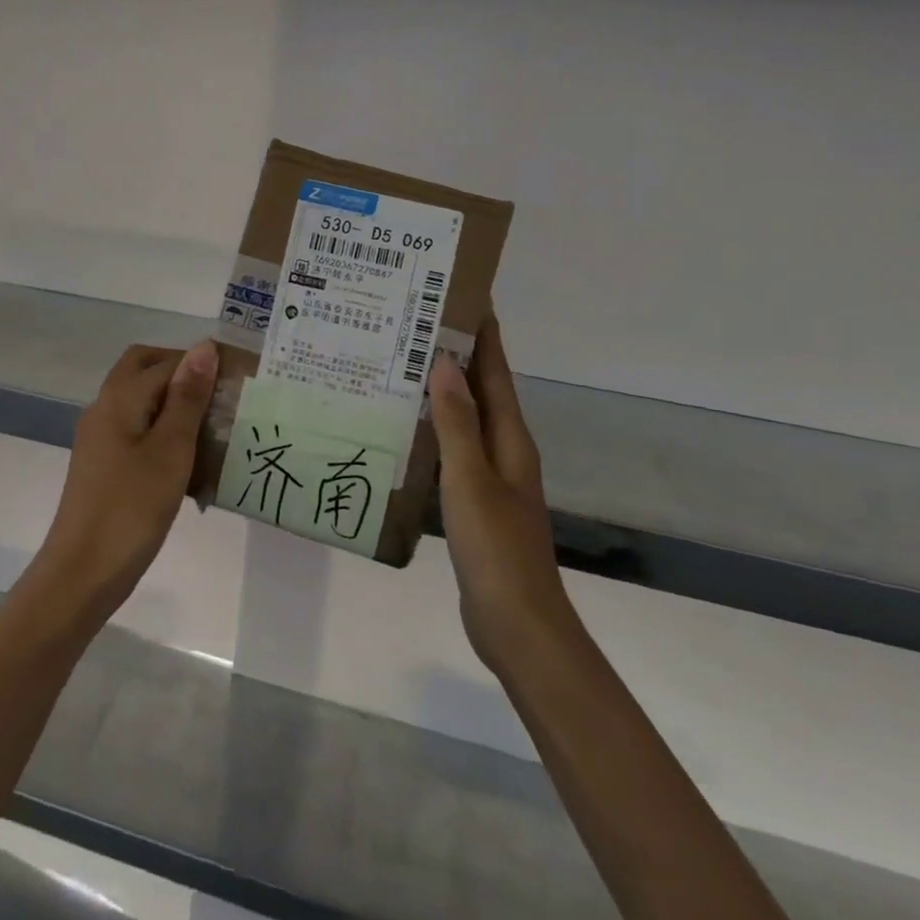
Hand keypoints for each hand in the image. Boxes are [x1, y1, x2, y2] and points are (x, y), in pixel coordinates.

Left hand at [37, 341, 217, 622]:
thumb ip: (188, 397)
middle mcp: (104, 409)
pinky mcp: (103, 463)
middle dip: (182, 374)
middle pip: (143, 370)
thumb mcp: (171, 450)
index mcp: (119, 399)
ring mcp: (100, 437)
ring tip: (214, 427)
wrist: (83, 572)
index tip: (239, 380)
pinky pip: (136, 429)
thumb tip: (204, 346)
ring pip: (140, 400)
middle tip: (220, 396)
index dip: (201, 363)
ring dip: (174, 403)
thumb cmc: (132, 508)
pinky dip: (163, 430)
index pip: (165, 361)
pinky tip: (189, 458)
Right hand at [428, 318, 574, 676]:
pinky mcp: (475, 503)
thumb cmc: (496, 548)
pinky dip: (433, 433)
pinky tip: (404, 432)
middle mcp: (504, 451)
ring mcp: (491, 478)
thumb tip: (444, 364)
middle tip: (413, 326)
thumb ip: (457, 423)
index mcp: (510, 439)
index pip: (496, 372)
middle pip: (482, 391)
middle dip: (457, 356)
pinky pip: (453, 452)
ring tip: (401, 368)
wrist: (517, 623)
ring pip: (465, 421)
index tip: (461, 296)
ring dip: (442, 393)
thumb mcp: (471, 480)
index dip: (483, 334)